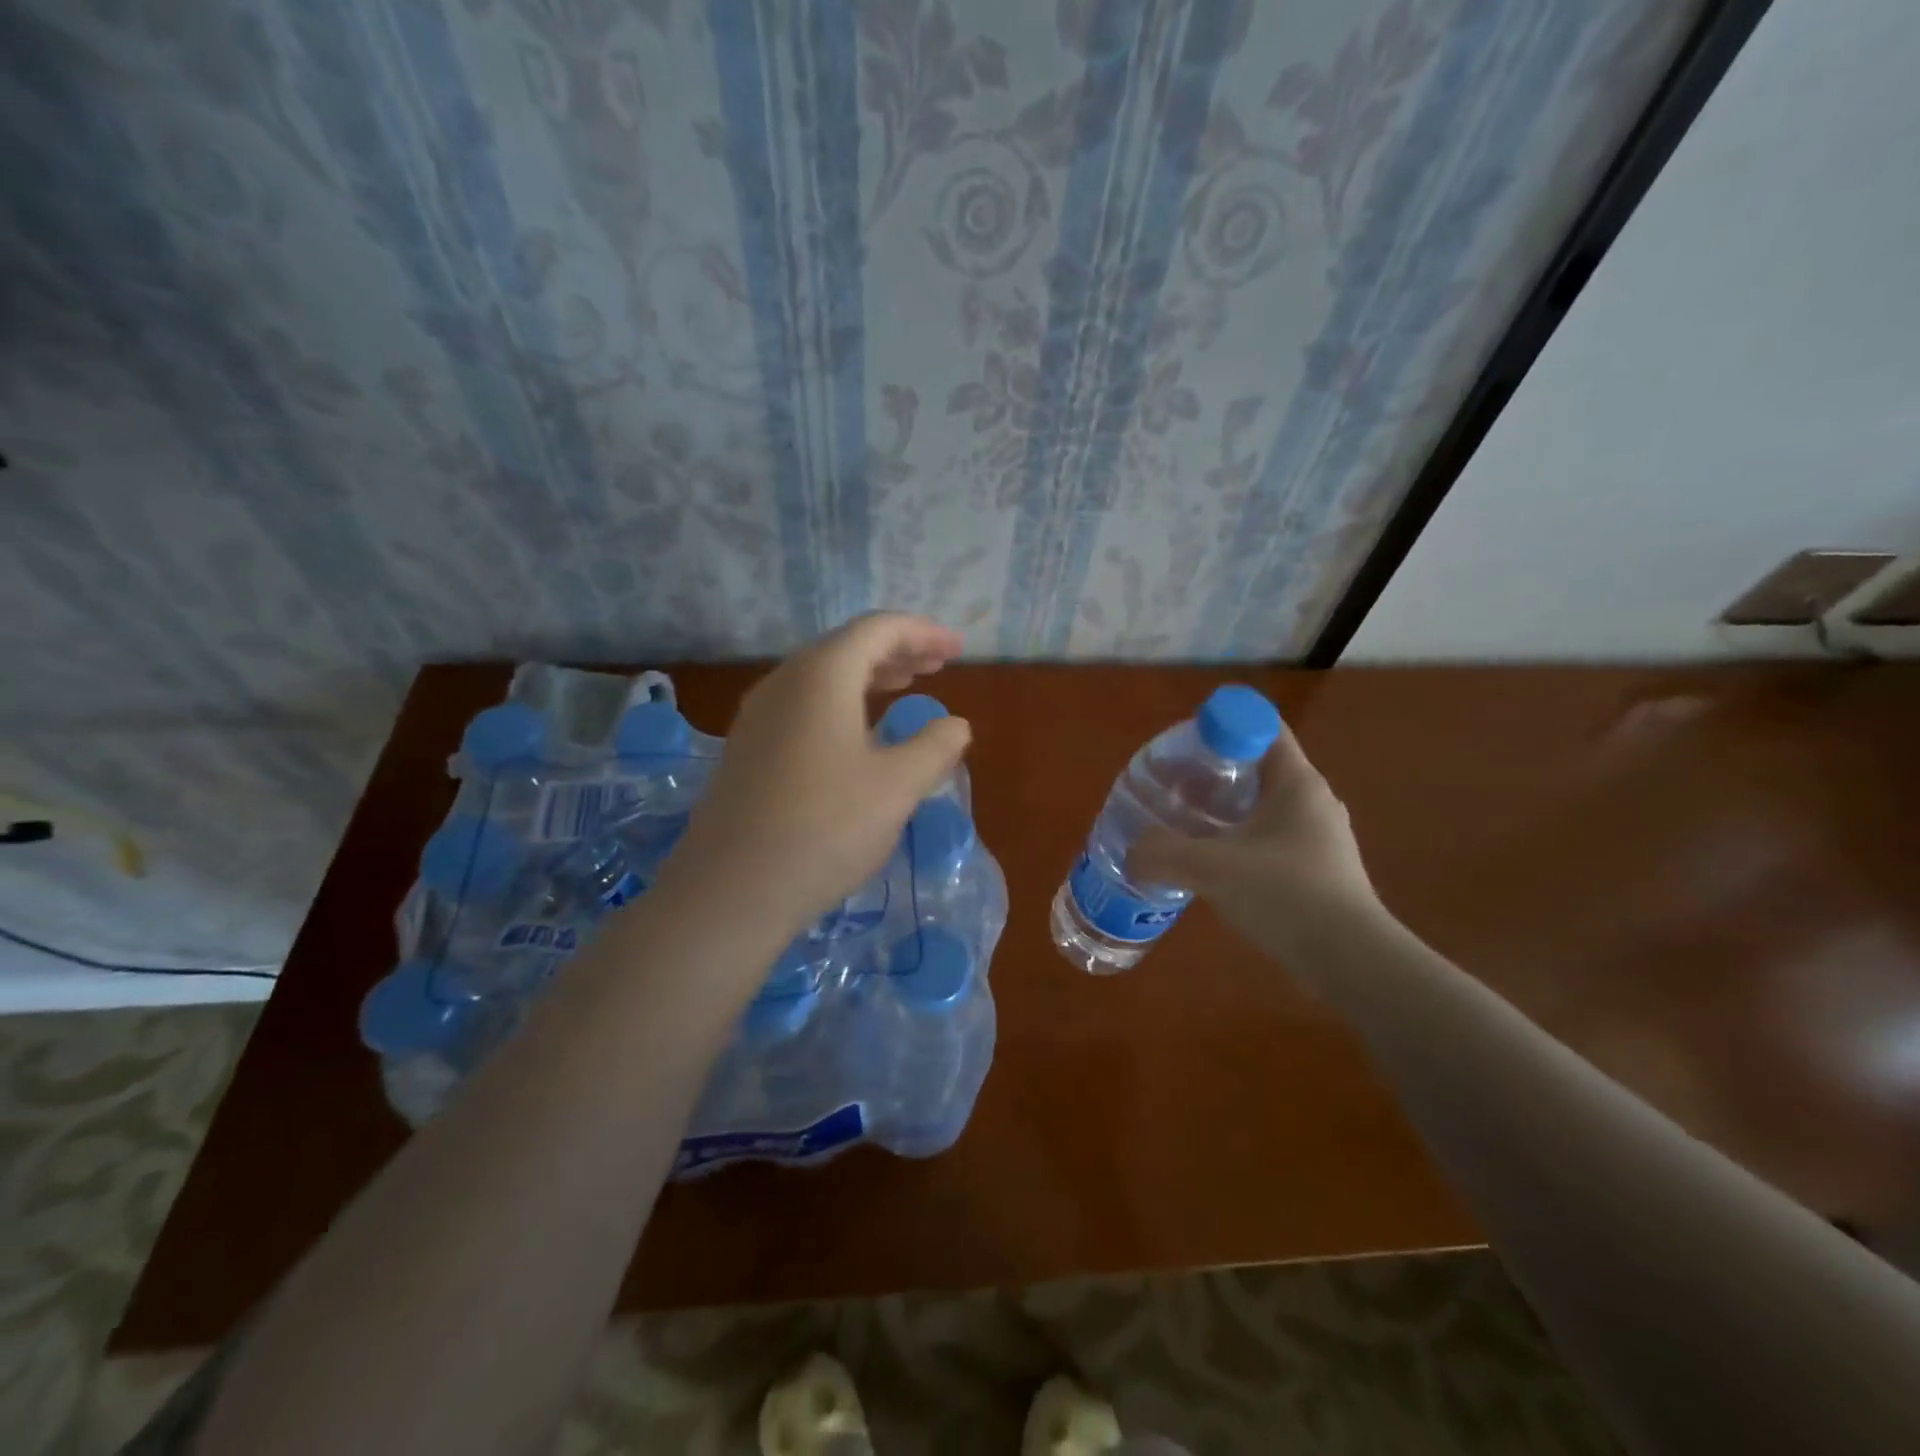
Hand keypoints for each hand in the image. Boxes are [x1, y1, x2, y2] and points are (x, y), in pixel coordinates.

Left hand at [665, 613, 971, 934]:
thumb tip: (955, 725)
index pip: (878, 629)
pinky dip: (840, 703)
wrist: (731, 890)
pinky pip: (802, 705)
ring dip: (868, 676)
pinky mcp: (747, 749)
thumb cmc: (825, 828)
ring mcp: (757, 716)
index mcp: (821, 675)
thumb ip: (935, 747)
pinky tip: (857, 734)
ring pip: (821, 677)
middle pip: (847, 647)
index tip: (956, 651)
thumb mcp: (897, 787)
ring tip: (903, 688)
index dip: (923, 633)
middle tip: (936, 668)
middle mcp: (783, 682)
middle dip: (896, 651)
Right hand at [1130, 728, 1381, 957]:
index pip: (1260, 726)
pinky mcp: (1317, 869)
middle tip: (1172, 787)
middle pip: (1256, 765)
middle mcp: (1311, 801)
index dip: (1219, 727)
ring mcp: (1318, 837)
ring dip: (1223, 810)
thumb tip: (1133, 854)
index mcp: (1296, 782)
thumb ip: (1163, 854)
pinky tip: (1212, 865)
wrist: (1351, 962)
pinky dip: (1237, 840)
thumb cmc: (1286, 896)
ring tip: (1184, 825)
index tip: (1183, 749)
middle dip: (1211, 772)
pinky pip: (1268, 838)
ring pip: (1261, 806)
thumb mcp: (1212, 869)